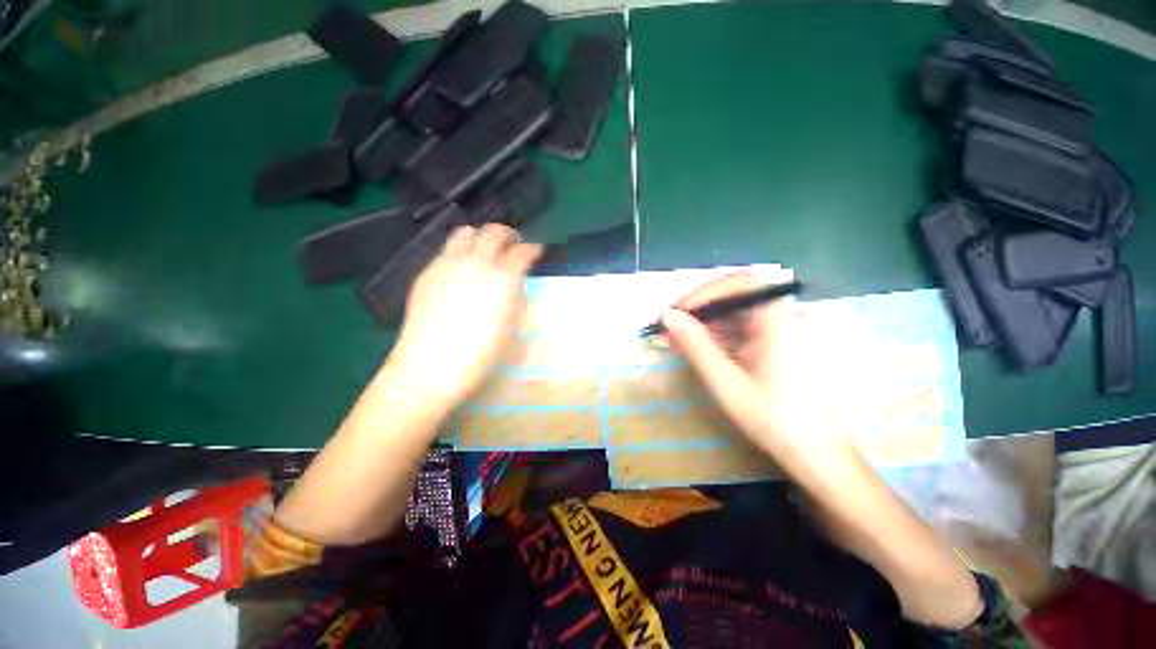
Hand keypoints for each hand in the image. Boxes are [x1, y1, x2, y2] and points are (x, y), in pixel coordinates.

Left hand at [388, 224, 541, 409]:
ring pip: (466, 233)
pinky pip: (446, 251)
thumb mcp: (510, 328)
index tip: (536, 251)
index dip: (533, 249)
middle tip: (513, 246)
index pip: (523, 251)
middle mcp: (477, 263)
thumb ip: (515, 300)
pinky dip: (460, 253)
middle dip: (508, 235)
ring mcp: (448, 264)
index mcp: (503, 278)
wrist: (430, 367)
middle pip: (494, 232)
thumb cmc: (479, 356)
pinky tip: (461, 272)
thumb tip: (515, 287)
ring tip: (485, 252)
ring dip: (481, 238)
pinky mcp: (427, 272)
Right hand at [660, 271, 844, 458]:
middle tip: (671, 326)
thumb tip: (667, 316)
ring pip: (736, 311)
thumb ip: (695, 345)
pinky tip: (698, 347)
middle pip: (736, 294)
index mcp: (779, 321)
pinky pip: (743, 327)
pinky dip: (717, 333)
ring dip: (705, 321)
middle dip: (699, 308)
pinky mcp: (778, 341)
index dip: (702, 293)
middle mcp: (784, 316)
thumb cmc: (773, 418)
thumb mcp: (726, 382)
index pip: (739, 283)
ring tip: (676, 339)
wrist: (816, 453)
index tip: (675, 312)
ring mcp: (783, 328)